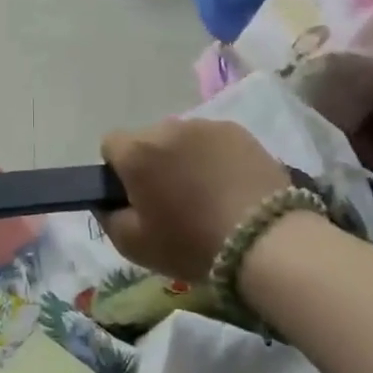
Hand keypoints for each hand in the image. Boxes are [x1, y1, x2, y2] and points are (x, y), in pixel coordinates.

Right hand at [99, 120, 292, 281]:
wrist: (266, 241)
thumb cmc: (191, 244)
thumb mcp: (134, 245)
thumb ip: (108, 217)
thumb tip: (106, 201)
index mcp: (137, 152)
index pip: (110, 145)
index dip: (117, 170)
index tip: (134, 195)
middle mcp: (168, 128)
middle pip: (147, 140)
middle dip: (151, 162)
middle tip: (171, 198)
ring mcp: (206, 126)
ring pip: (181, 139)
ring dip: (183, 158)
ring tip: (206, 194)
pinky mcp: (239, 132)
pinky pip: (212, 141)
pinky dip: (213, 157)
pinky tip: (229, 186)